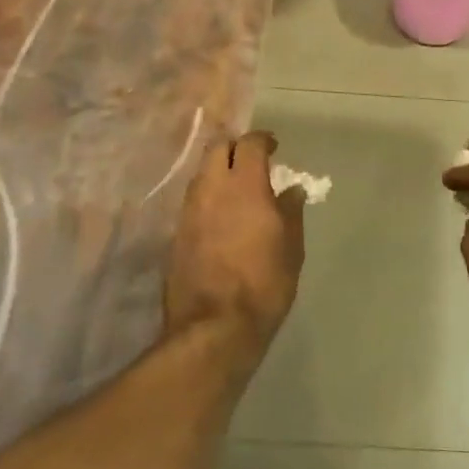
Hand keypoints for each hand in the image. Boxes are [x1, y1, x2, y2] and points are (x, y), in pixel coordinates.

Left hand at [163, 131, 305, 360]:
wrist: (214, 327)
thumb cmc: (263, 284)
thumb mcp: (291, 248)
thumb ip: (291, 211)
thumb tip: (292, 189)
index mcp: (244, 185)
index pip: (250, 144)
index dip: (263, 140)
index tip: (274, 147)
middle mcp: (212, 189)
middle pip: (217, 149)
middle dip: (235, 149)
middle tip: (252, 163)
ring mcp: (189, 210)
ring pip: (202, 174)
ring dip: (219, 173)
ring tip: (237, 190)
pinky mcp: (175, 234)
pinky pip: (193, 202)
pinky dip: (208, 199)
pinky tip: (220, 217)